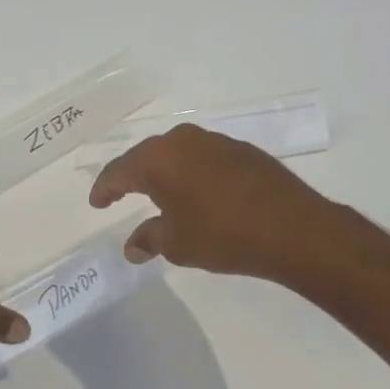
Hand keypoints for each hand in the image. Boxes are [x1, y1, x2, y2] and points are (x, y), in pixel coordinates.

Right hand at [88, 124, 361, 285]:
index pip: (119, 171)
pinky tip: (198, 191)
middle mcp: (183, 141)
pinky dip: (192, 172)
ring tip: (159, 193)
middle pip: (146, 156)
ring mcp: (216, 142)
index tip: (96, 203)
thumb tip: (132, 247)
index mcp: (158, 160)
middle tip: (120, 194)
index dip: (104, 188)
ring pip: (177, 153)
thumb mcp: (177, 244)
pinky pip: (204, 157)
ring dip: (164, 172)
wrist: (294, 229)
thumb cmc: (222, 235)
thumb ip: (149, 240)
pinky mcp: (243, 151)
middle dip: (131, 176)